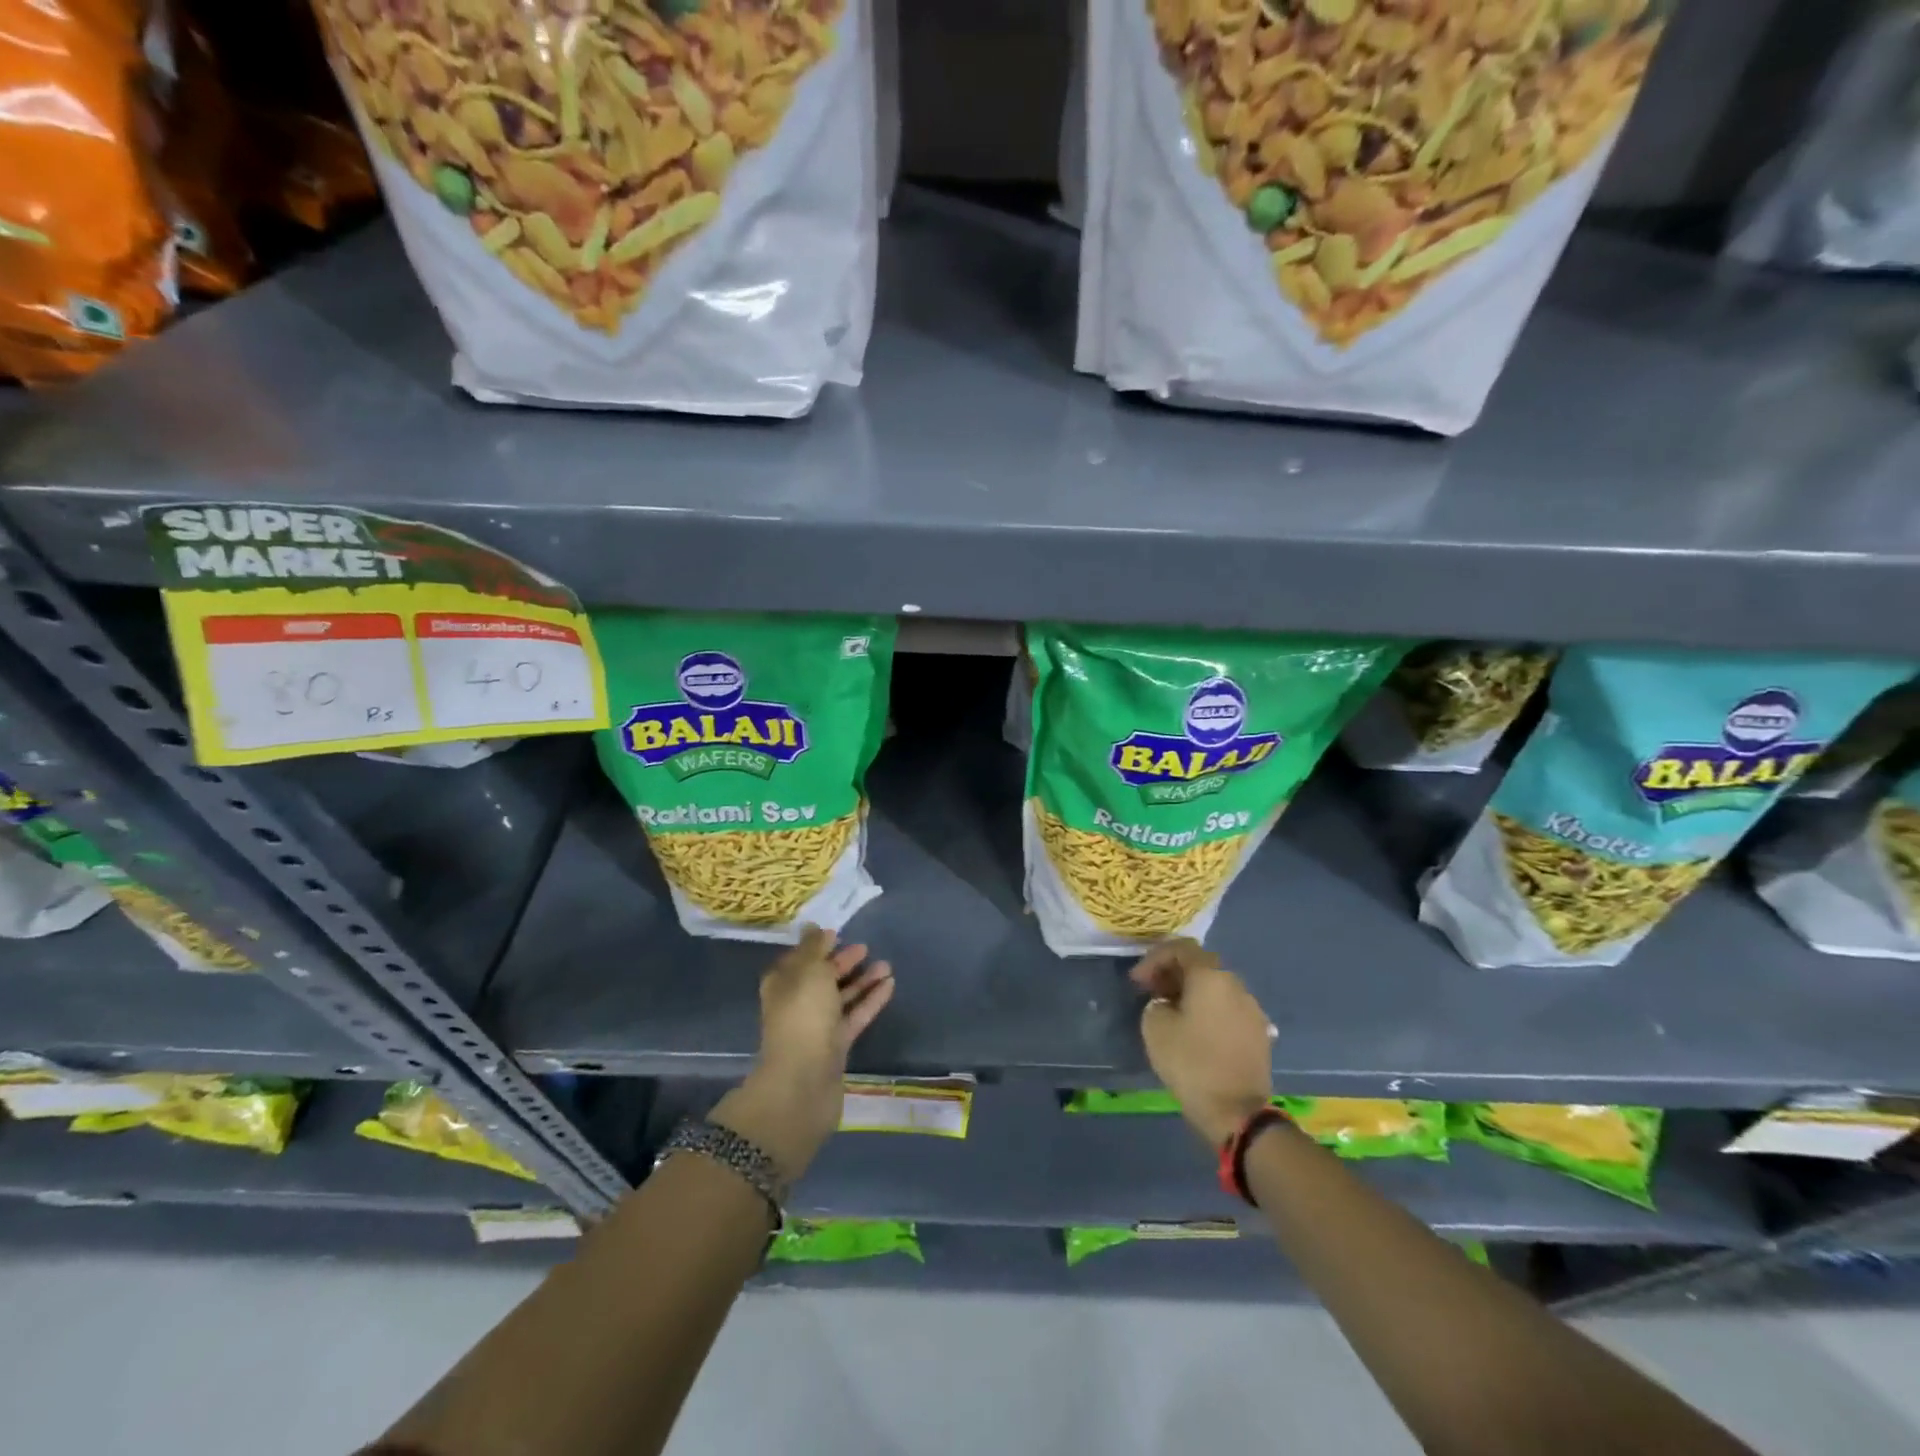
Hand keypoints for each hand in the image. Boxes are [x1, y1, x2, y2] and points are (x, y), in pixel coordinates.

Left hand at [711, 926, 893, 1181]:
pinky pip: (855, 1016)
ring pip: (841, 997)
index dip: (818, 946)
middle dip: (842, 962)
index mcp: (783, 984)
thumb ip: (815, 948)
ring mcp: (817, 1026)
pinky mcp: (836, 1045)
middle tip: (866, 947)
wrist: (804, 1081)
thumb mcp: (809, 972)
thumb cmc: (803, 1017)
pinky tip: (890, 985)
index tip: (839, 933)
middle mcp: (797, 1003)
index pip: (800, 959)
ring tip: (887, 964)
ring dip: (862, 980)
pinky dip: (870, 1000)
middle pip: (822, 977)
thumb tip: (815, 927)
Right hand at [1131, 939, 1273, 1147]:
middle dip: (1172, 975)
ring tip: (1172, 1013)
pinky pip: (1228, 1010)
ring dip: (1191, 993)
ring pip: (1216, 989)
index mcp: (1211, 977)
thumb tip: (1167, 1004)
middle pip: (1201, 967)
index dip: (1154, 959)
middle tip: (1151, 993)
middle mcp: (1236, 985)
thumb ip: (1156, 1002)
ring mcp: (1252, 1010)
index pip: (1181, 949)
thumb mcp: (1155, 1027)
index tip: (1137, 981)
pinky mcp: (1259, 1034)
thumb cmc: (1191, 1063)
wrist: (1237, 1112)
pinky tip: (1195, 1032)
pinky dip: (1209, 1011)